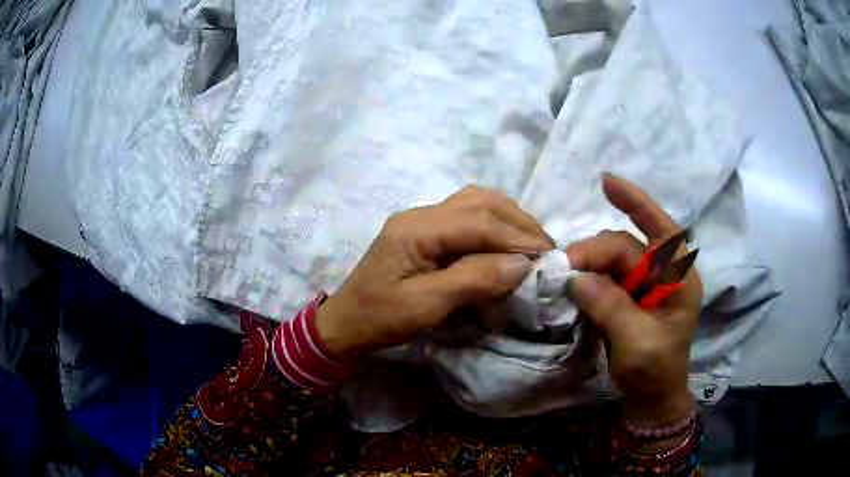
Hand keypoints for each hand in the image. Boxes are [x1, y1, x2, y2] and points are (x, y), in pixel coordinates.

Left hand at [315, 186, 553, 362]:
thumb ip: (473, 280)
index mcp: (415, 229)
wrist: (349, 322)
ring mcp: (422, 218)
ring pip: (475, 202)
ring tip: (532, 242)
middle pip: (479, 202)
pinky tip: (507, 239)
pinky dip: (494, 223)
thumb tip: (521, 264)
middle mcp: (420, 214)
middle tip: (545, 247)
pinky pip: (467, 214)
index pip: (478, 222)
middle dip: (518, 222)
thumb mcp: (426, 306)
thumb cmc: (382, 318)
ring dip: (508, 218)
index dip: (516, 236)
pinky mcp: (426, 230)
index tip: (547, 254)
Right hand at [566, 174, 701, 426]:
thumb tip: (576, 278)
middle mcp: (662, 275)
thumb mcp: (638, 343)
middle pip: (625, 248)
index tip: (605, 182)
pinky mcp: (626, 297)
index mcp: (678, 280)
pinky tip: (572, 284)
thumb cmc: (655, 371)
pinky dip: (587, 279)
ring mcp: (643, 286)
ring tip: (564, 279)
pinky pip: (603, 278)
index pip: (662, 231)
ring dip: (587, 265)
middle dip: (594, 253)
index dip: (636, 203)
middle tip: (563, 270)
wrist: (651, 397)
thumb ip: (611, 308)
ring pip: (610, 261)